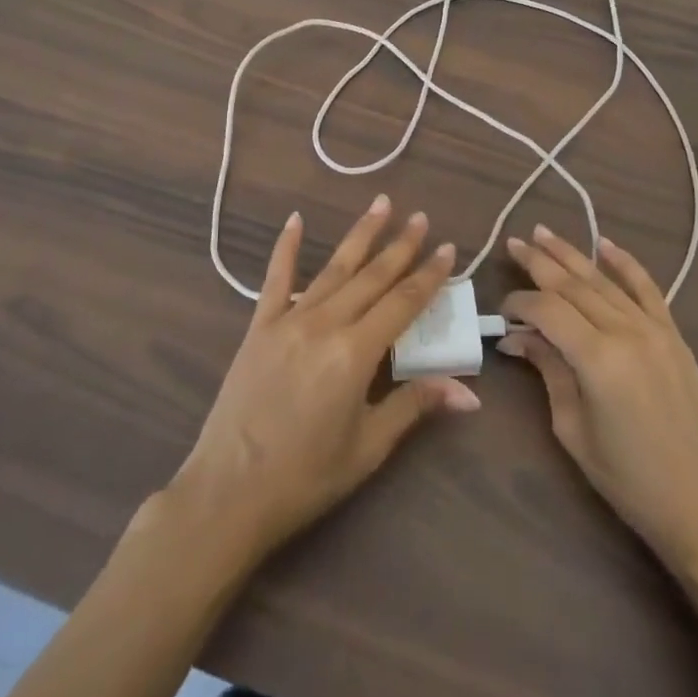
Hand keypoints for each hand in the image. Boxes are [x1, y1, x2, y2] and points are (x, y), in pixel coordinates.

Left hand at [168, 196, 478, 563]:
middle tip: (421, 217)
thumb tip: (469, 392)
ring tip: (381, 204)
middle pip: (372, 276)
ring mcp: (289, 320)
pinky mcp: (259, 327)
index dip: (429, 275)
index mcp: (356, 353)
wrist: (229, 492)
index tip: (448, 249)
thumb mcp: (369, 447)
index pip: (404, 303)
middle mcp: (325, 324)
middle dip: (400, 245)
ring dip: (360, 235)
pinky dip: (286, 247)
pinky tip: (295, 219)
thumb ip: (415, 405)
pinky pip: (277, 279)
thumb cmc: (306, 476)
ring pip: (334, 268)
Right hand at [500, 227, 697, 574]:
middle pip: (574, 285)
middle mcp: (627, 333)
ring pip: (604, 281)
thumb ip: (548, 371)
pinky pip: (647, 289)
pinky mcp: (673, 335)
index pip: (548, 311)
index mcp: (598, 360)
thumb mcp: (573, 429)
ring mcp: (655, 330)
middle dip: (539, 263)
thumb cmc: (627, 478)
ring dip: (572, 254)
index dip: (520, 304)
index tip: (502, 312)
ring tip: (543, 233)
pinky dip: (625, 263)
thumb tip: (517, 339)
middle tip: (513, 244)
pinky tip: (605, 243)